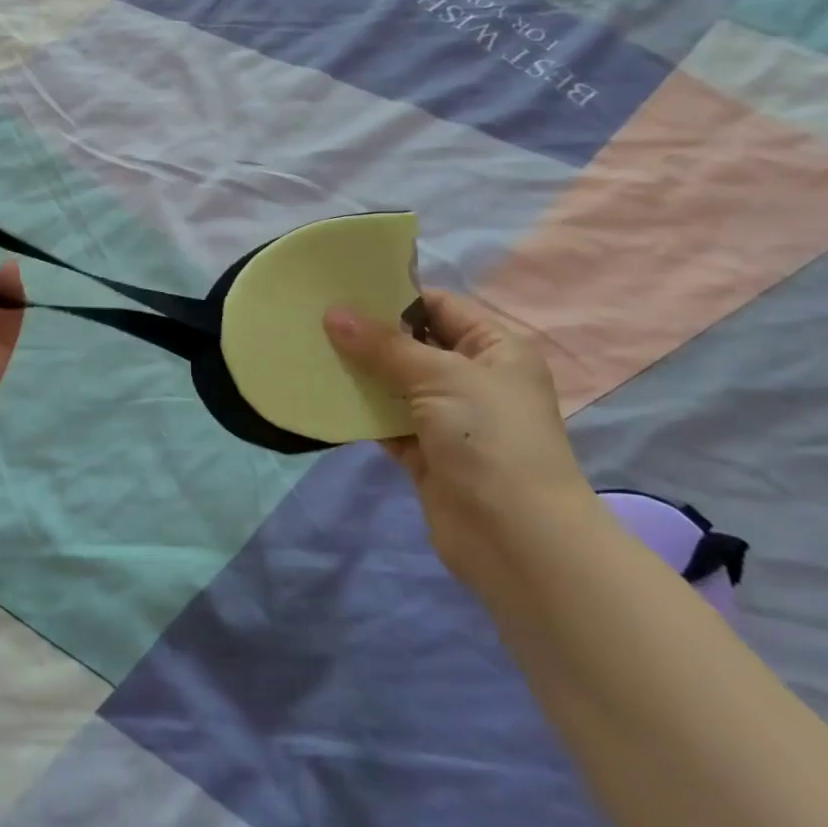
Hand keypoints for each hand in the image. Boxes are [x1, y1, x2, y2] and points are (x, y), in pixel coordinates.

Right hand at [324, 289, 595, 588]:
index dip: (395, 295)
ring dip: (360, 372)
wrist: (516, 538)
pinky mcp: (426, 453)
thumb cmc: (489, 437)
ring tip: (311, 350)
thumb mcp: (440, 376)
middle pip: (413, 344)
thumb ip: (383, 345)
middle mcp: (474, 378)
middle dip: (369, 334)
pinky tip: (323, 396)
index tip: (343, 287)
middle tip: (316, 316)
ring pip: (396, 384)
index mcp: (495, 349)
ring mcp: (449, 418)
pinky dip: (360, 412)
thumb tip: (333, 314)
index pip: (440, 306)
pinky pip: (386, 422)